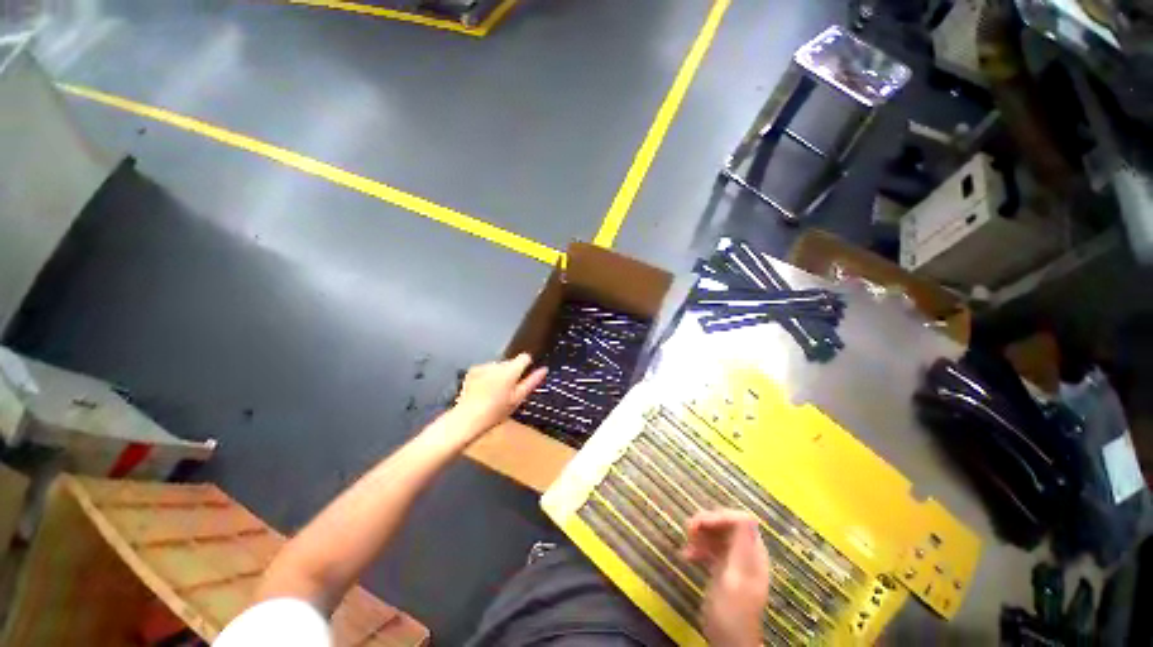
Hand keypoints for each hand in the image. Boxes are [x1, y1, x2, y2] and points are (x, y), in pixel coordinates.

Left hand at [455, 353, 546, 436]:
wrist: (467, 418)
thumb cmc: (497, 411)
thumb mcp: (518, 398)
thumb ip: (532, 381)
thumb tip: (544, 369)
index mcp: (511, 369)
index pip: (525, 357)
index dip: (527, 365)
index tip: (525, 377)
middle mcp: (498, 363)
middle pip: (510, 362)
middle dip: (512, 372)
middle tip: (509, 391)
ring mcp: (484, 366)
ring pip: (498, 366)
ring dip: (499, 374)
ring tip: (495, 392)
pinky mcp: (473, 370)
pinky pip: (486, 369)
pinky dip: (487, 376)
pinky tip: (483, 390)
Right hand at [681, 510, 770, 646]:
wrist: (728, 642)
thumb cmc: (732, 612)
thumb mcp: (736, 578)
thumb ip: (741, 547)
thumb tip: (746, 515)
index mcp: (754, 554)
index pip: (741, 520)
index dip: (720, 516)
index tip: (700, 523)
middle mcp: (745, 553)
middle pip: (727, 524)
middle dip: (707, 523)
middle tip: (689, 529)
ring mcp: (734, 561)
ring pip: (716, 534)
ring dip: (700, 534)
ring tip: (686, 542)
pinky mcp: (722, 569)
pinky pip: (710, 548)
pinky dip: (698, 548)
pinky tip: (686, 556)